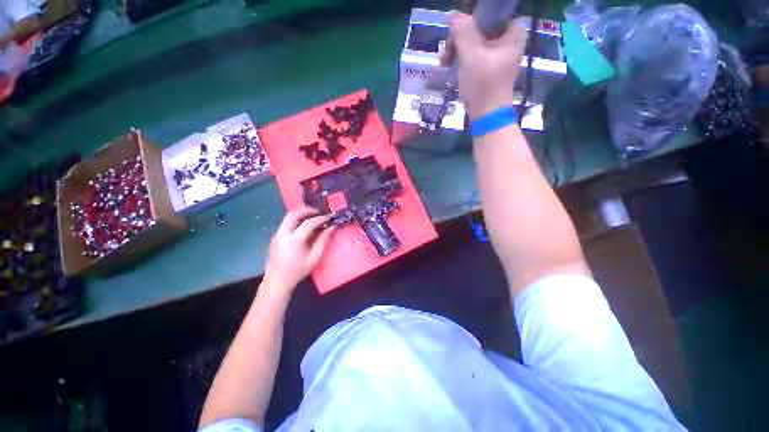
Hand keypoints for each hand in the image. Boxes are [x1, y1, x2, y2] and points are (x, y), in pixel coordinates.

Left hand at [263, 207, 334, 292]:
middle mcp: (283, 234)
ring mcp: (276, 234)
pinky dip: (296, 219)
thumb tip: (332, 227)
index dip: (321, 218)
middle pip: (293, 214)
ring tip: (313, 216)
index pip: (309, 223)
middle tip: (319, 212)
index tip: (330, 217)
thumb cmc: (298, 271)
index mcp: (294, 241)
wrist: (277, 282)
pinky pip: (286, 222)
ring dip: (301, 213)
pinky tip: (303, 225)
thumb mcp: (314, 257)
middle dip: (307, 210)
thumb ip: (323, 240)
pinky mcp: (274, 237)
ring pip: (288, 217)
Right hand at [442, 12, 527, 118]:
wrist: (486, 115)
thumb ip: (463, 31)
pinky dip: (462, 60)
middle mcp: (508, 40)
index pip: (489, 14)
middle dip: (460, 39)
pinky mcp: (489, 67)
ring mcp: (498, 54)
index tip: (454, 33)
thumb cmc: (483, 84)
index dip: (469, 20)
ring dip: (457, 50)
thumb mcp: (471, 55)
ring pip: (474, 42)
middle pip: (479, 28)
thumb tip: (453, 13)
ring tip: (445, 63)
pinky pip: (473, 55)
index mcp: (512, 31)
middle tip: (446, 53)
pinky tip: (451, 67)